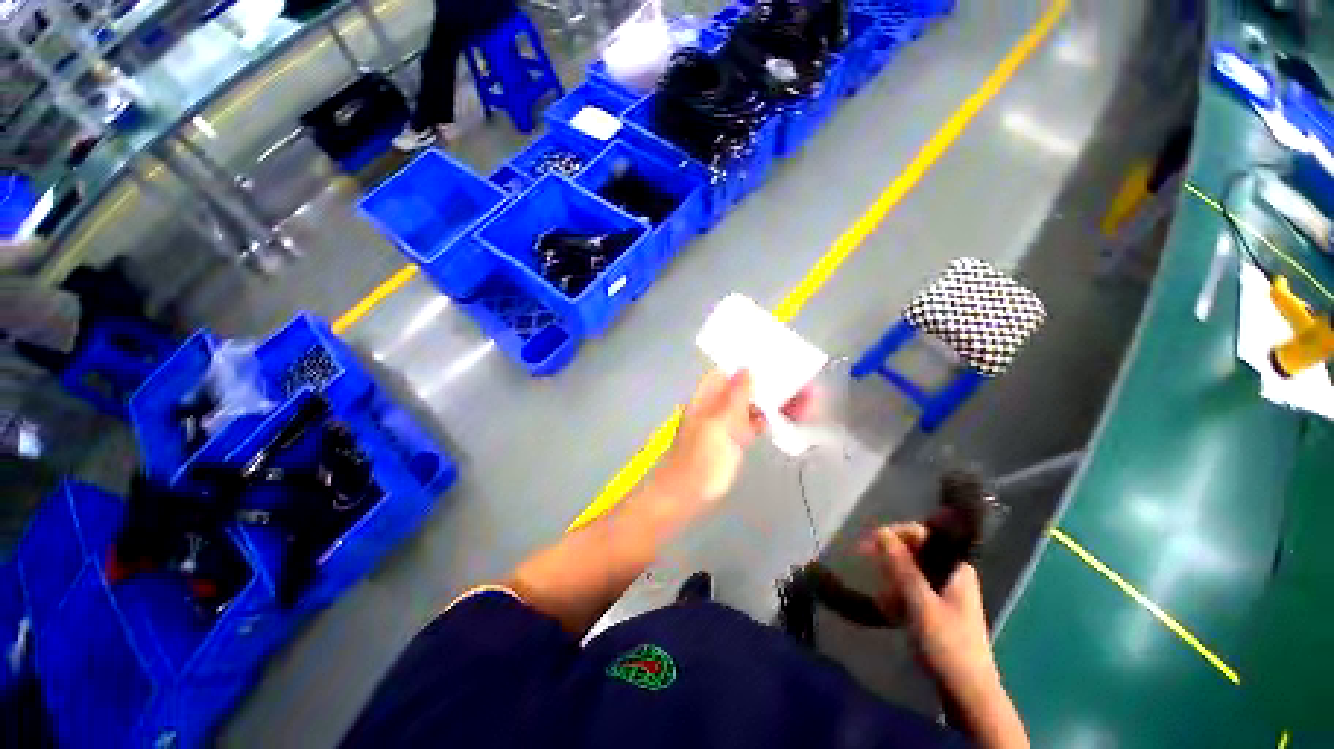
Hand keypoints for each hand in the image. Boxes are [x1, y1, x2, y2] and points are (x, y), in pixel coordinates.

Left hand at [655, 370, 813, 509]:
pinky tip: (794, 418)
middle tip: (808, 385)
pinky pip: (758, 421)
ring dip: (779, 401)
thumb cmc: (699, 459)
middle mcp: (719, 403)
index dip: (755, 361)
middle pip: (750, 385)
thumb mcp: (717, 425)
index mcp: (709, 395)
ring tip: (810, 402)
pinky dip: (774, 418)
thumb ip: (733, 397)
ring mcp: (728, 420)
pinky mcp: (737, 438)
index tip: (782, 359)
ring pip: (756, 403)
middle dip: (776, 383)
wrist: (687, 495)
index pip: (732, 369)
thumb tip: (746, 367)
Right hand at [861, 524, 1025, 747]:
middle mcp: (951, 573)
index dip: (896, 533)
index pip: (923, 534)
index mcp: (955, 566)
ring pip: (909, 571)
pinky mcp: (936, 608)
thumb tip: (881, 531)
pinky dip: (898, 597)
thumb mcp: (920, 602)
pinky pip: (910, 590)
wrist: (967, 691)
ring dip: (892, 581)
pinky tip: (890, 612)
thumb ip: (901, 565)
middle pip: (914, 551)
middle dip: (890, 559)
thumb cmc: (947, 643)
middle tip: (864, 559)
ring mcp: (944, 592)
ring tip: (884, 600)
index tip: (871, 540)